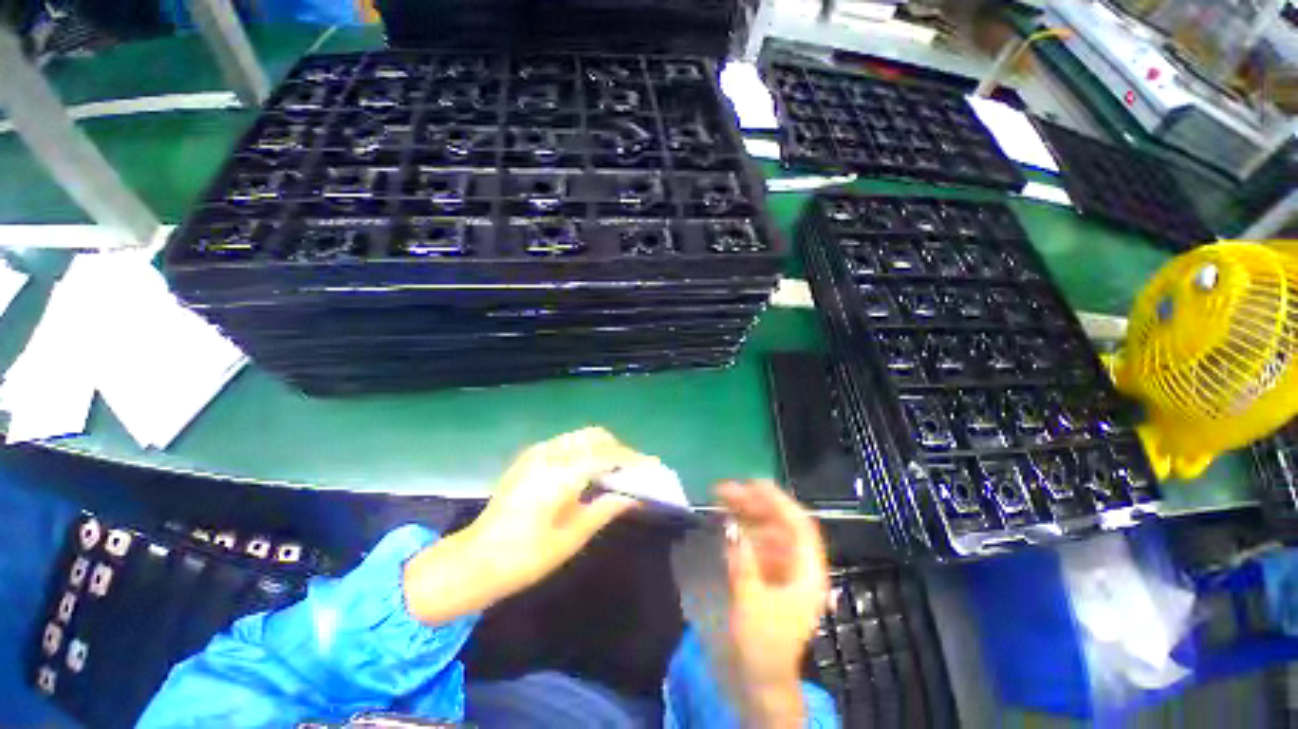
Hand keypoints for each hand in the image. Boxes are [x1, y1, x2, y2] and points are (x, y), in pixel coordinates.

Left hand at [404, 427, 647, 623]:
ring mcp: (537, 451)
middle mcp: (550, 453)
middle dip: (619, 449)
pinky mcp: (530, 456)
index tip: (651, 468)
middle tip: (631, 472)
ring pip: (582, 436)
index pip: (608, 455)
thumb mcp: (571, 537)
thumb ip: (605, 509)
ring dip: (602, 447)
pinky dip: (585, 450)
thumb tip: (633, 496)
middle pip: (596, 436)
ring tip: (613, 472)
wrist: (474, 559)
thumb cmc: (525, 557)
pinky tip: (588, 473)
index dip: (633, 460)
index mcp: (561, 473)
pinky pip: (567, 443)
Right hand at [717, 480, 829, 725]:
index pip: (799, 525)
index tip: (751, 483)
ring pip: (767, 530)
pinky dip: (742, 530)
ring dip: (745, 513)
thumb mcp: (750, 604)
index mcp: (808, 573)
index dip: (777, 500)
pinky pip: (757, 543)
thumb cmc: (762, 647)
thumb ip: (742, 562)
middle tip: (723, 490)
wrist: (760, 684)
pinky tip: (727, 523)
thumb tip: (731, 525)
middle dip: (753, 503)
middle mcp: (798, 566)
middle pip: (779, 523)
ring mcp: (783, 570)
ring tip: (720, 499)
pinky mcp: (768, 576)